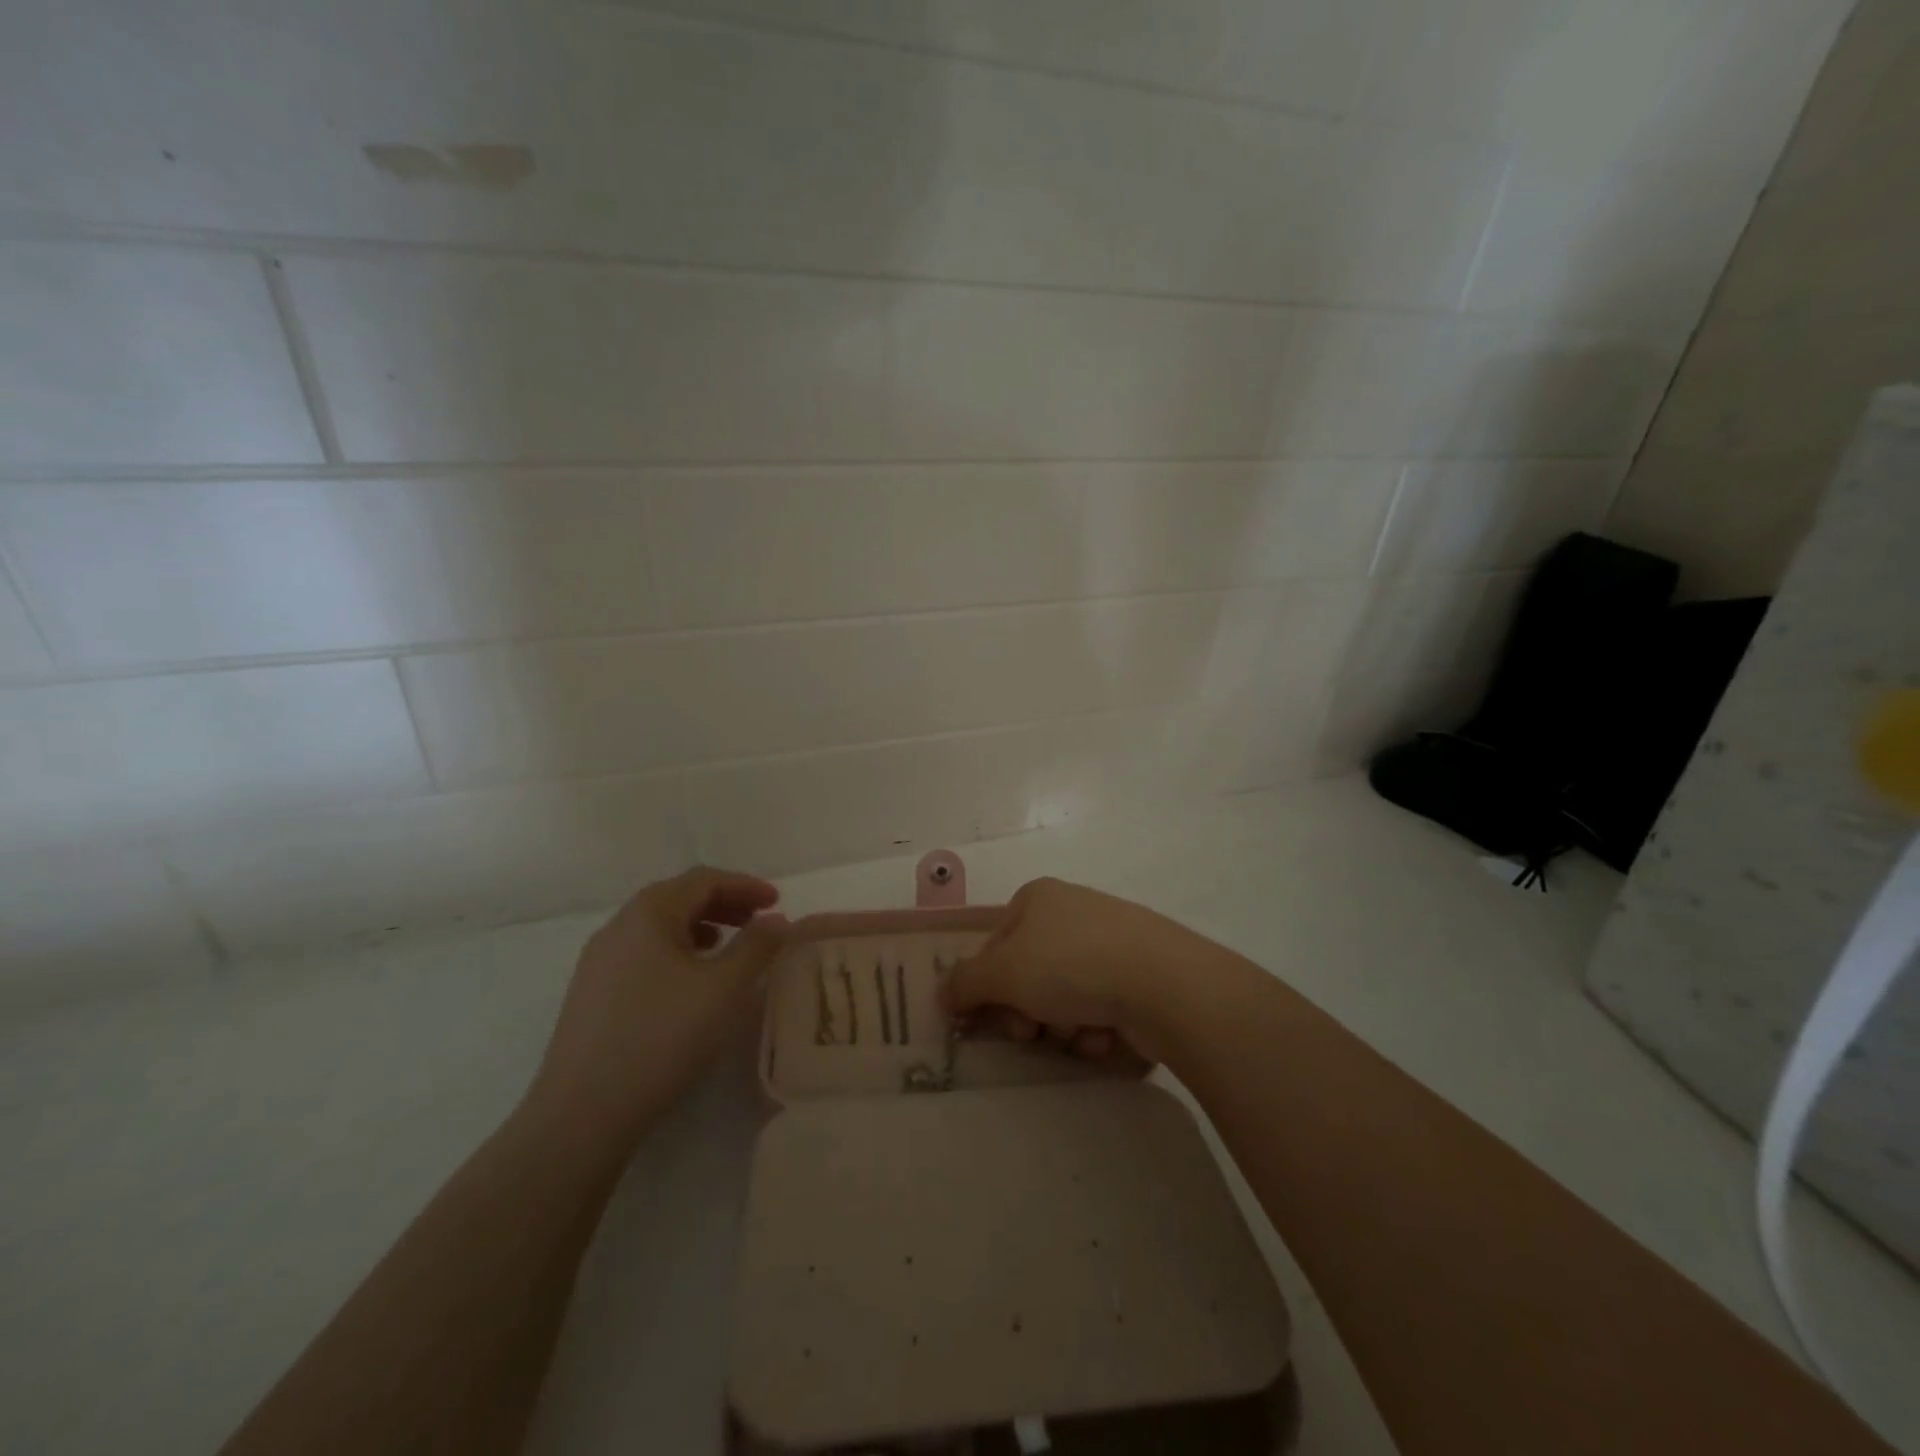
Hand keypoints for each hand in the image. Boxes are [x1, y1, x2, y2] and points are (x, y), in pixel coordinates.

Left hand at [524, 867, 786, 1153]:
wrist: (583, 1111)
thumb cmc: (663, 1037)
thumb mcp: (725, 988)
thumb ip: (757, 946)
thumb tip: (776, 920)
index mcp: (649, 913)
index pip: (704, 880)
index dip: (745, 885)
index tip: (777, 901)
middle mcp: (619, 926)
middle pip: (679, 897)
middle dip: (724, 904)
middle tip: (759, 922)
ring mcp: (599, 961)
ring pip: (659, 927)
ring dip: (701, 927)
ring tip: (729, 948)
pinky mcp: (592, 994)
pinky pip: (643, 954)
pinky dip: (677, 952)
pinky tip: (690, 982)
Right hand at [941, 876, 1227, 1062]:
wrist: (1163, 982)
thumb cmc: (1070, 965)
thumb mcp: (1003, 973)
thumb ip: (964, 983)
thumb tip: (942, 993)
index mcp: (1036, 898)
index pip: (994, 947)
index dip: (988, 987)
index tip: (992, 1022)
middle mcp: (1072, 911)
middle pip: (1029, 975)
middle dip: (1028, 1012)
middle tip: (1033, 1032)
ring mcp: (1110, 940)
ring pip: (1063, 997)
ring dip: (1063, 1026)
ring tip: (1081, 1033)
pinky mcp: (1140, 971)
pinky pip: (1100, 1006)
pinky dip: (1097, 1027)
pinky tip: (1108, 1033)